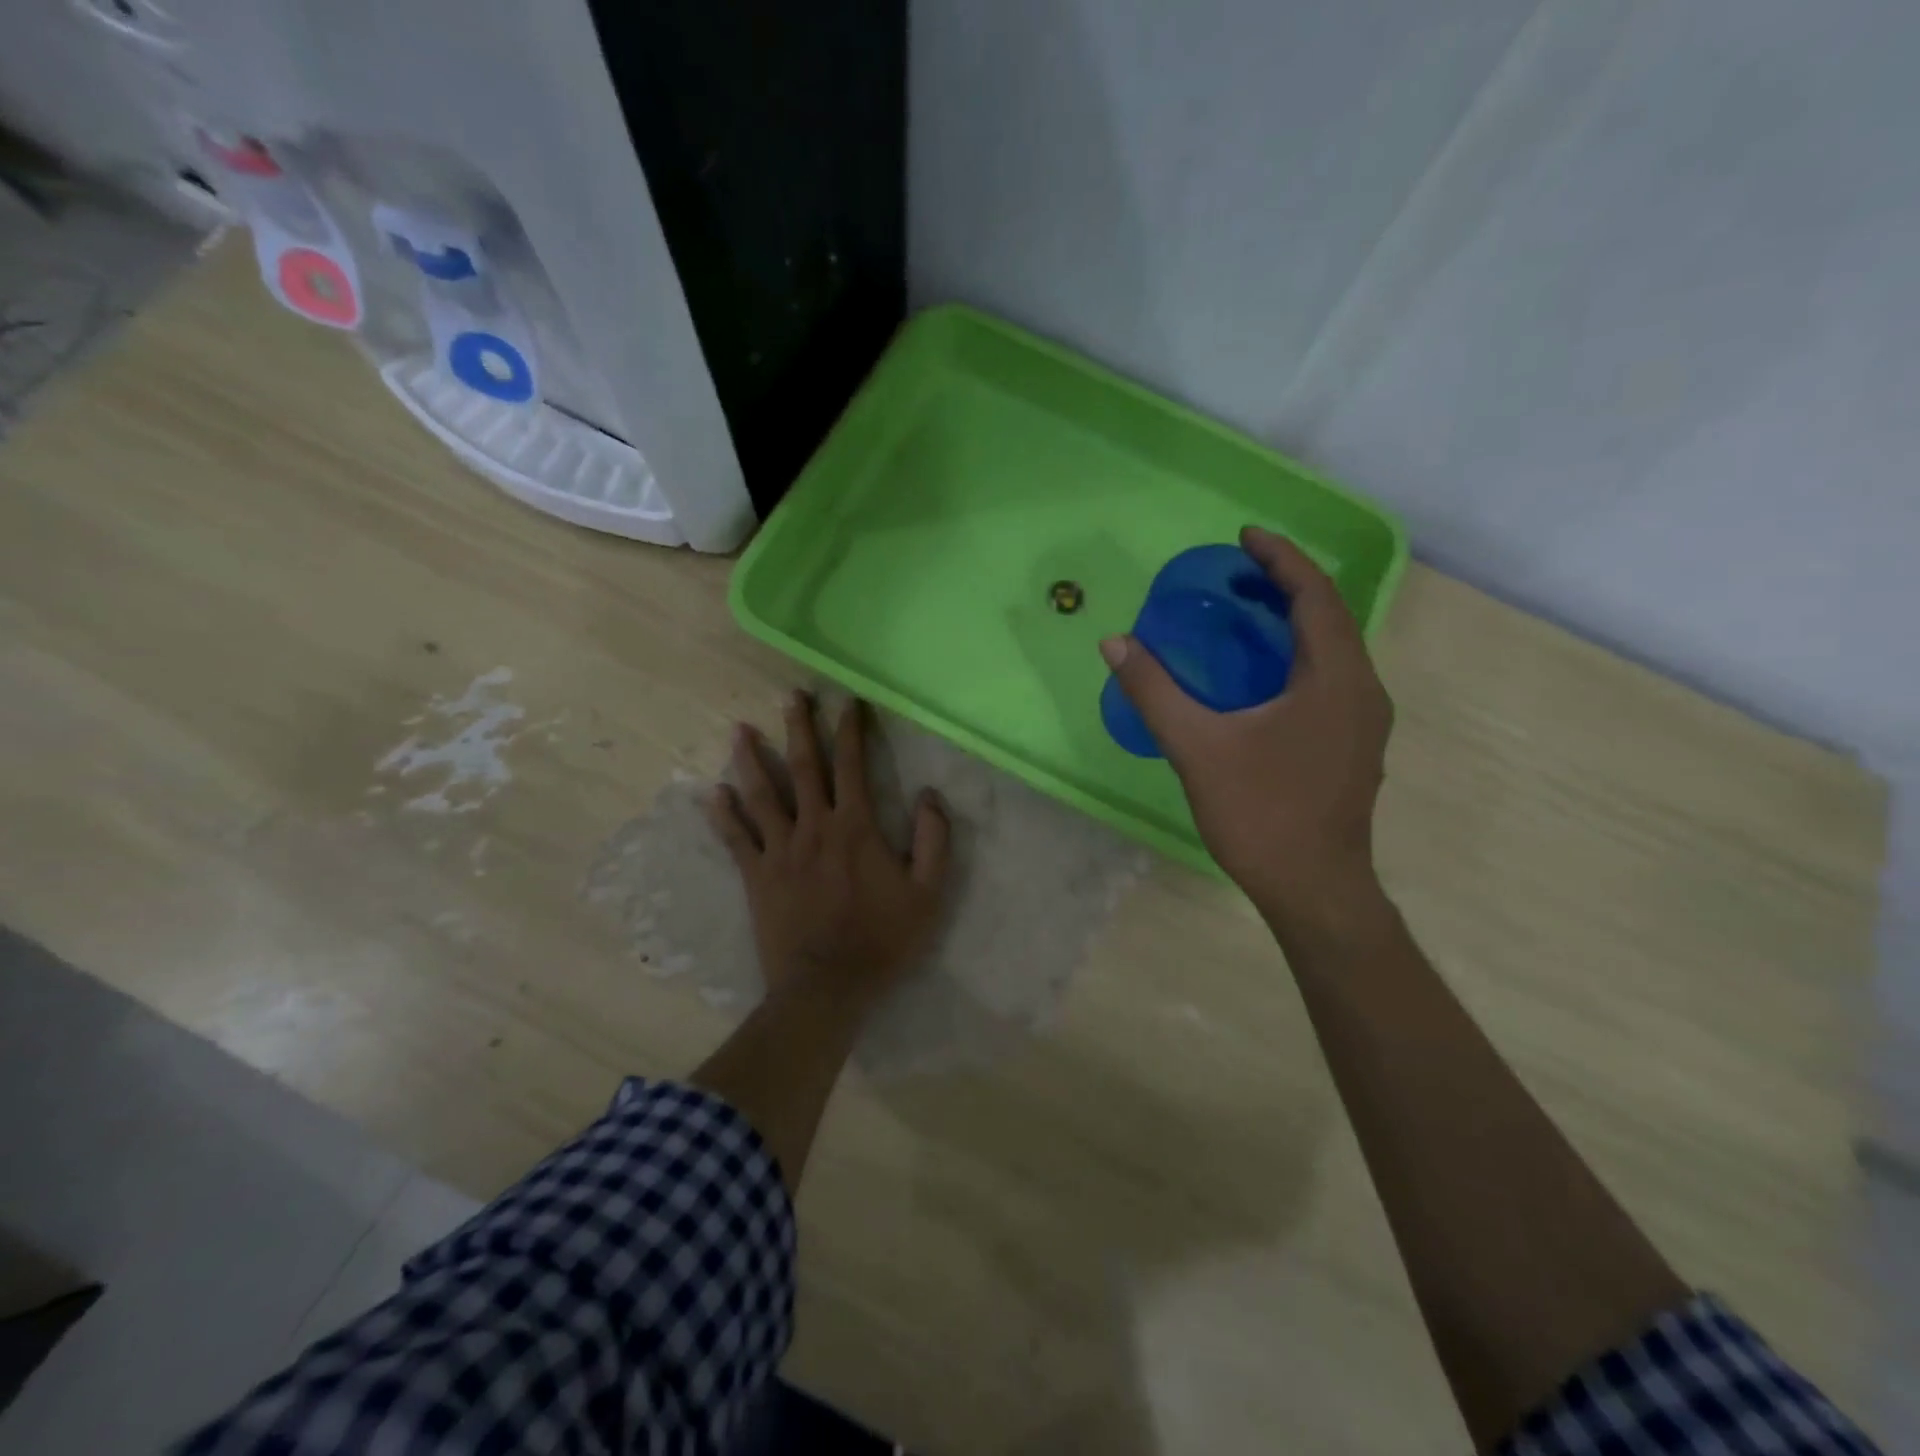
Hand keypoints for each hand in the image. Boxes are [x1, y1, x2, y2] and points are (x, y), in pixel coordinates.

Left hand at [708, 691, 951, 1002]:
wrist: (828, 986)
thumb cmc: (882, 939)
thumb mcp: (928, 893)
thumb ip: (933, 840)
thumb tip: (929, 796)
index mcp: (856, 828)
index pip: (852, 766)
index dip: (850, 730)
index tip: (846, 701)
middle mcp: (814, 828)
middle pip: (804, 768)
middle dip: (800, 728)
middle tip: (792, 696)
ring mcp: (779, 851)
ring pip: (762, 795)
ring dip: (751, 760)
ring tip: (740, 730)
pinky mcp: (756, 876)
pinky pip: (735, 839)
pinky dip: (723, 814)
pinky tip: (713, 792)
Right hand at [1101, 526, 1392, 935]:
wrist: (1315, 890)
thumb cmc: (1261, 815)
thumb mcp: (1198, 749)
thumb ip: (1155, 692)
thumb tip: (1116, 643)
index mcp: (1336, 679)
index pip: (1315, 596)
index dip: (1281, 558)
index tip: (1244, 536)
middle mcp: (1363, 690)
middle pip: (1331, 617)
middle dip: (1287, 585)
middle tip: (1239, 571)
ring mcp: (1365, 721)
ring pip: (1335, 649)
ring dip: (1295, 621)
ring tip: (1249, 611)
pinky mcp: (1355, 745)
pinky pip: (1332, 677)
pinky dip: (1300, 655)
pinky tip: (1264, 673)